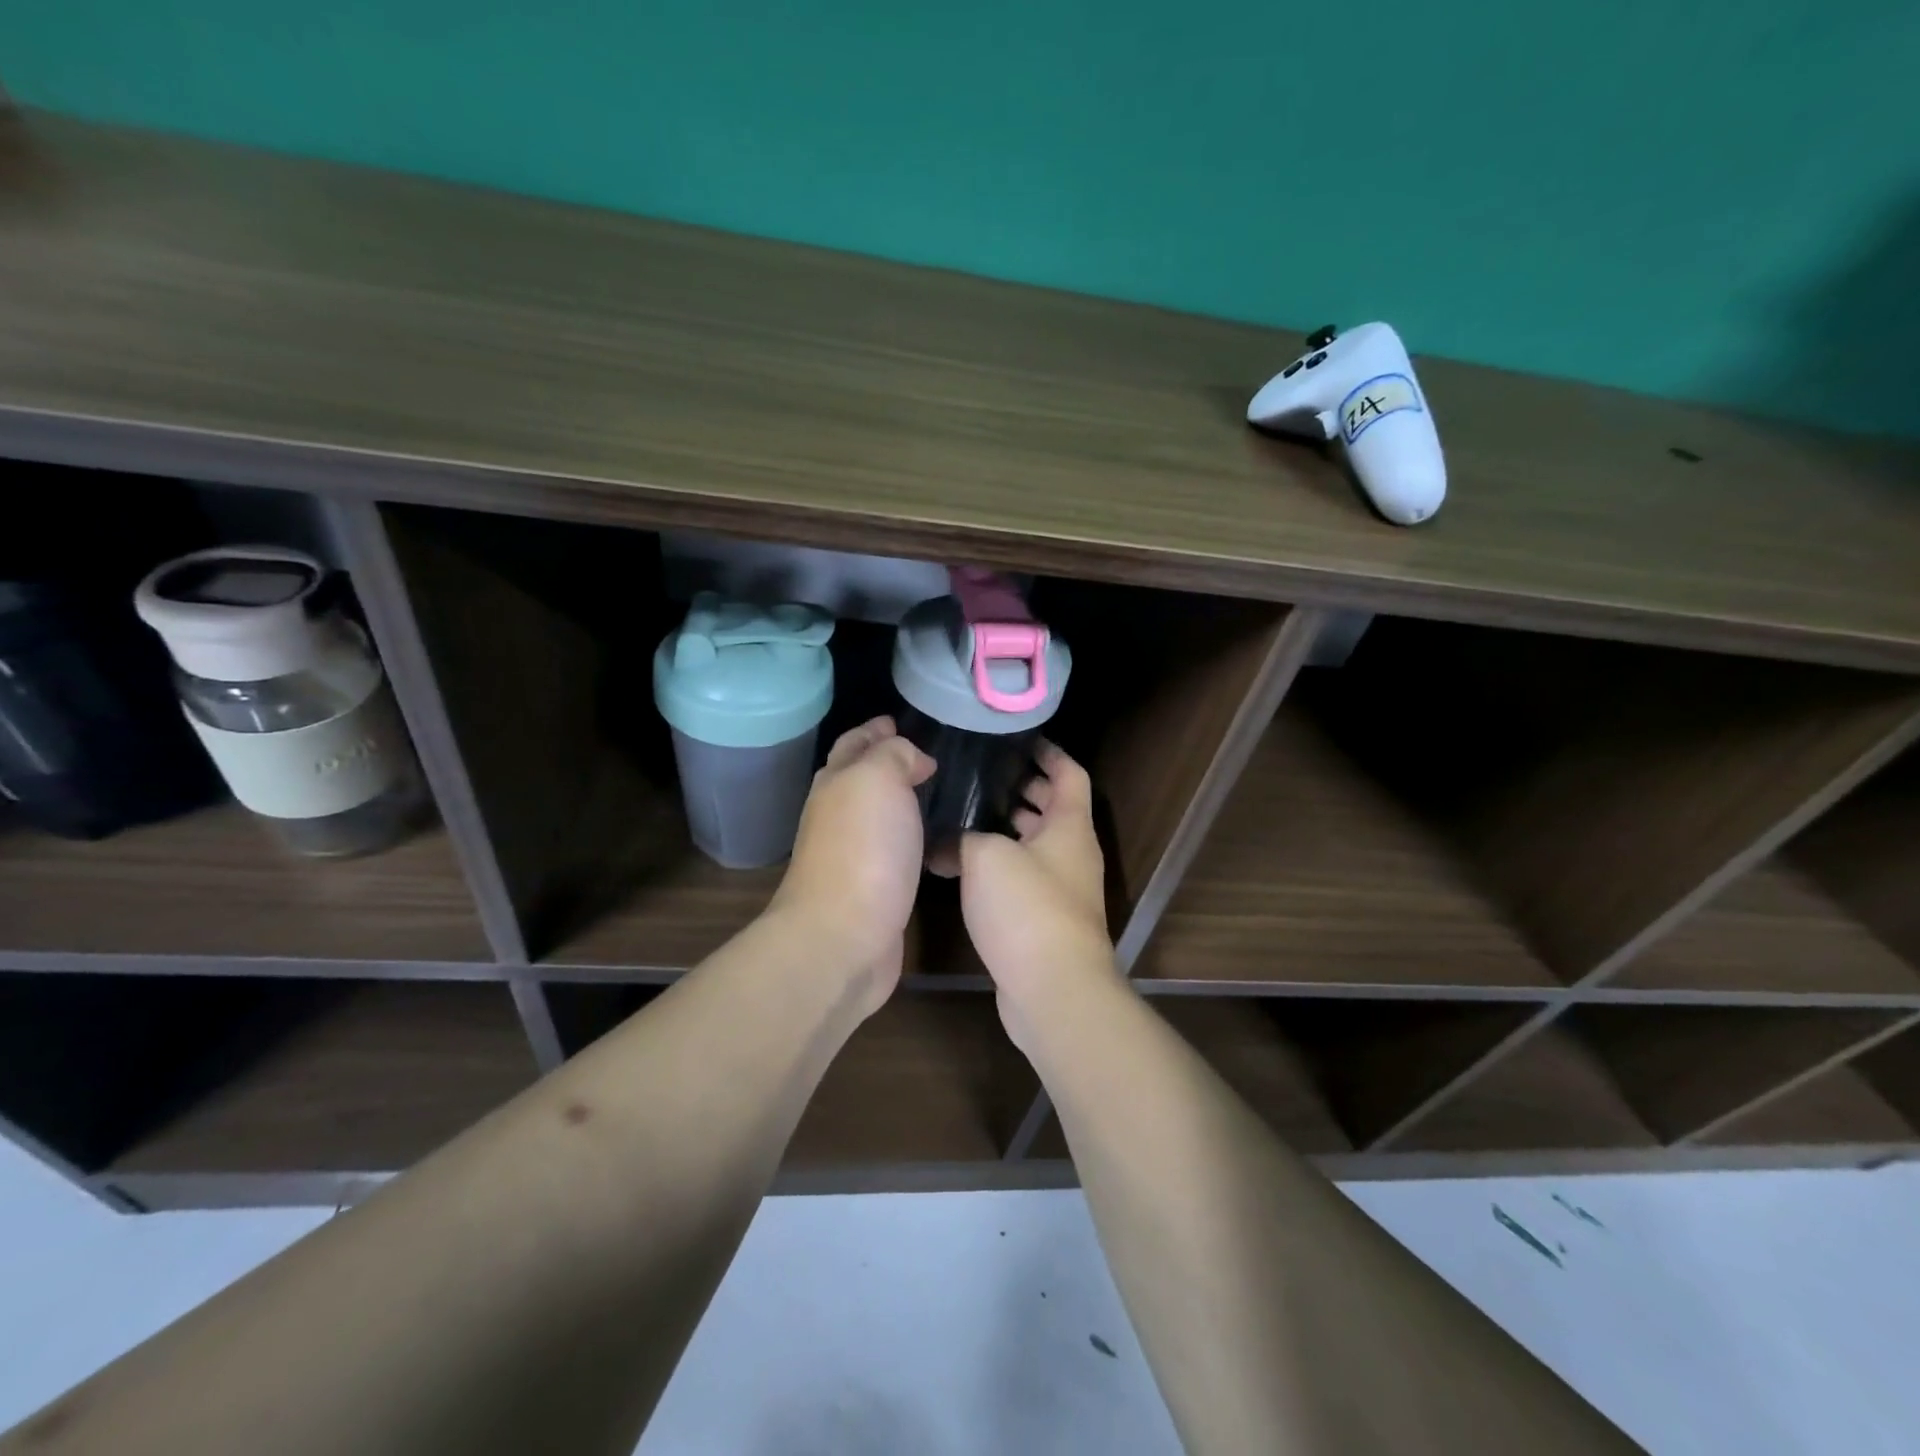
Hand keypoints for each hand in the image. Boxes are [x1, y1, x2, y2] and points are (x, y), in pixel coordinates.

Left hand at [770, 716, 934, 1010]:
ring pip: (876, 814)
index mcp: (836, 782)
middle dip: (883, 760)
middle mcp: (837, 815)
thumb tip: (913, 759)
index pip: (854, 744)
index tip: (898, 720)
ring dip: (898, 799)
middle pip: (858, 777)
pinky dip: (908, 835)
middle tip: (923, 753)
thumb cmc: (863, 849)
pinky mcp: (872, 889)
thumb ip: (894, 755)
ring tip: (933, 790)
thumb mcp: (877, 779)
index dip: (874, 730)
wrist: (843, 936)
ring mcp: (852, 854)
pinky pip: (892, 848)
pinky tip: (929, 838)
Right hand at [958, 742, 1116, 1050]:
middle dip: (1023, 789)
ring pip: (1036, 844)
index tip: (1019, 740)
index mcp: (1069, 826)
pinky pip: (1024, 876)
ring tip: (967, 813)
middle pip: (1053, 808)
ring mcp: (1062, 889)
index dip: (1049, 752)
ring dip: (1009, 828)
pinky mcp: (1045, 919)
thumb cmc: (1027, 908)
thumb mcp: (986, 857)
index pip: (1069, 773)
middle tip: (983, 774)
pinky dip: (1001, 864)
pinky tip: (963, 866)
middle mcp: (1072, 853)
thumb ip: (962, 838)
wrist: (1053, 989)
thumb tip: (942, 844)